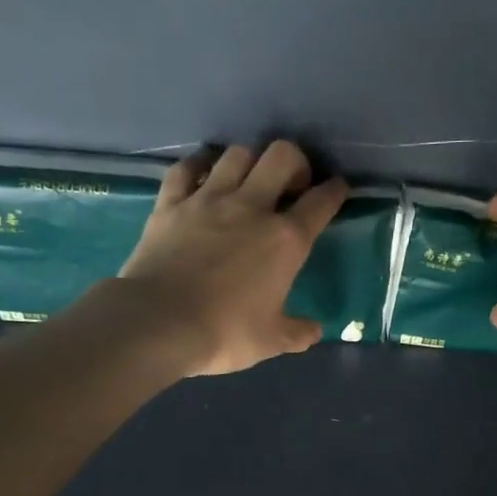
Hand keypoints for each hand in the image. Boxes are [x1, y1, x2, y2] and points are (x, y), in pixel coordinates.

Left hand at [118, 141, 347, 376]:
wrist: (158, 323)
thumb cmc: (224, 333)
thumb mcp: (271, 341)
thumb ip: (297, 333)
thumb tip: (314, 330)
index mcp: (286, 241)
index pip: (321, 203)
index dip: (334, 192)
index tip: (338, 189)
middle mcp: (251, 207)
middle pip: (281, 156)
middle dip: (295, 162)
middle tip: (292, 185)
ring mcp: (208, 199)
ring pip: (238, 154)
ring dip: (250, 162)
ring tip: (248, 181)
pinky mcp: (170, 202)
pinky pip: (187, 168)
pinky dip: (198, 166)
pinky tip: (202, 175)